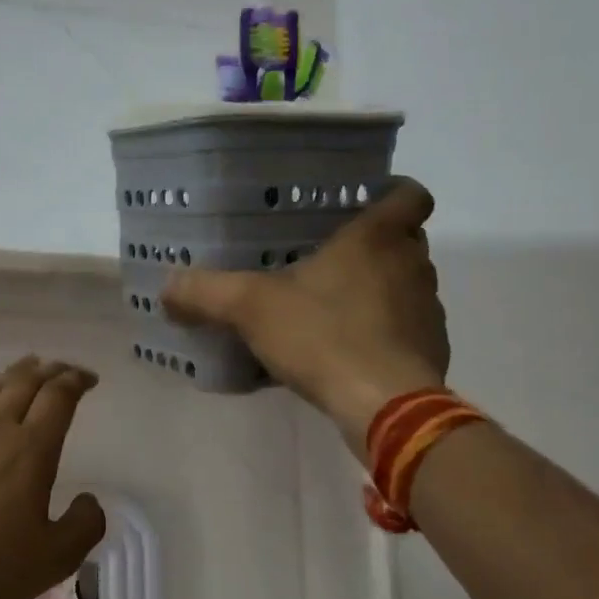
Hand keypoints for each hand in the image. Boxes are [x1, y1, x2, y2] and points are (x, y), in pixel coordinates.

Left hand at [0, 357, 106, 598]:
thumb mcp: (55, 558)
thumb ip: (84, 525)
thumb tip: (88, 501)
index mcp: (30, 449)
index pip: (57, 397)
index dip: (76, 381)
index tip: (89, 380)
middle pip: (24, 382)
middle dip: (50, 370)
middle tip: (64, 371)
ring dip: (16, 375)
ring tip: (28, 371)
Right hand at [164, 179, 449, 456]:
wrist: (385, 405)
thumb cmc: (323, 336)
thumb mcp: (251, 309)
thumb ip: (207, 292)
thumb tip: (167, 287)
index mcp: (376, 239)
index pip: (410, 195)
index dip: (395, 193)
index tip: (368, 203)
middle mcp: (412, 266)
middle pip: (406, 241)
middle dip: (376, 247)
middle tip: (332, 259)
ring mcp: (428, 310)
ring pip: (407, 286)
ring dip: (379, 291)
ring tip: (334, 310)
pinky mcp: (431, 351)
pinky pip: (407, 330)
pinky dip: (385, 334)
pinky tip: (349, 353)